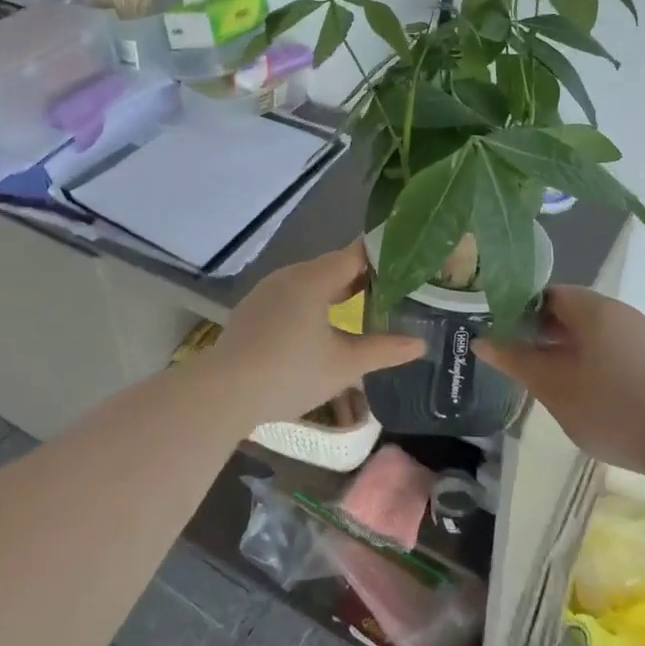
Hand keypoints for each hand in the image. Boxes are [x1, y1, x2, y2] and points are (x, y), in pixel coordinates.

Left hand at [204, 242, 425, 424]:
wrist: (224, 392)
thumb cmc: (290, 372)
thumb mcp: (345, 365)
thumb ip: (384, 350)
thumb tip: (419, 344)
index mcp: (314, 278)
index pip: (356, 253)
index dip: (384, 257)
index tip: (409, 266)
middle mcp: (290, 275)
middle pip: (334, 266)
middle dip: (363, 278)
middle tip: (395, 293)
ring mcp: (267, 291)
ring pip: (311, 283)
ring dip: (337, 293)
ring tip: (364, 310)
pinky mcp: (254, 310)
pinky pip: (292, 297)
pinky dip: (313, 305)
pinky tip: (322, 329)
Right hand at [475, 287, 644, 477]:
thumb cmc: (609, 406)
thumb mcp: (551, 385)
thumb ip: (514, 359)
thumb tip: (481, 340)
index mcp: (594, 308)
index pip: (548, 293)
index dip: (521, 310)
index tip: (503, 335)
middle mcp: (620, 312)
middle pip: (571, 312)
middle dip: (542, 333)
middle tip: (519, 360)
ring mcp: (643, 337)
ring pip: (593, 333)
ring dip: (566, 350)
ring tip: (547, 380)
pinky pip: (613, 350)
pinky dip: (592, 362)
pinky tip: (583, 393)